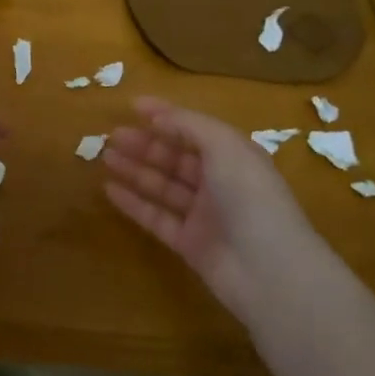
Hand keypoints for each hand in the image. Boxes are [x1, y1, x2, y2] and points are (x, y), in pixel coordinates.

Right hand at [102, 97, 325, 325]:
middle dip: (145, 143)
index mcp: (233, 155)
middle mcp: (219, 182)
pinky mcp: (189, 244)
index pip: (194, 129)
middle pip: (176, 157)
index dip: (165, 115)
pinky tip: (109, 190)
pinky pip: (156, 217)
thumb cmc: (249, 196)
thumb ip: (188, 125)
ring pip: (163, 186)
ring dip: (136, 169)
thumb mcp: (223, 146)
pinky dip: (134, 203)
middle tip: (112, 134)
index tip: (133, 105)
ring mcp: (204, 215)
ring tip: (105, 156)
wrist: (269, 270)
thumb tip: (156, 116)